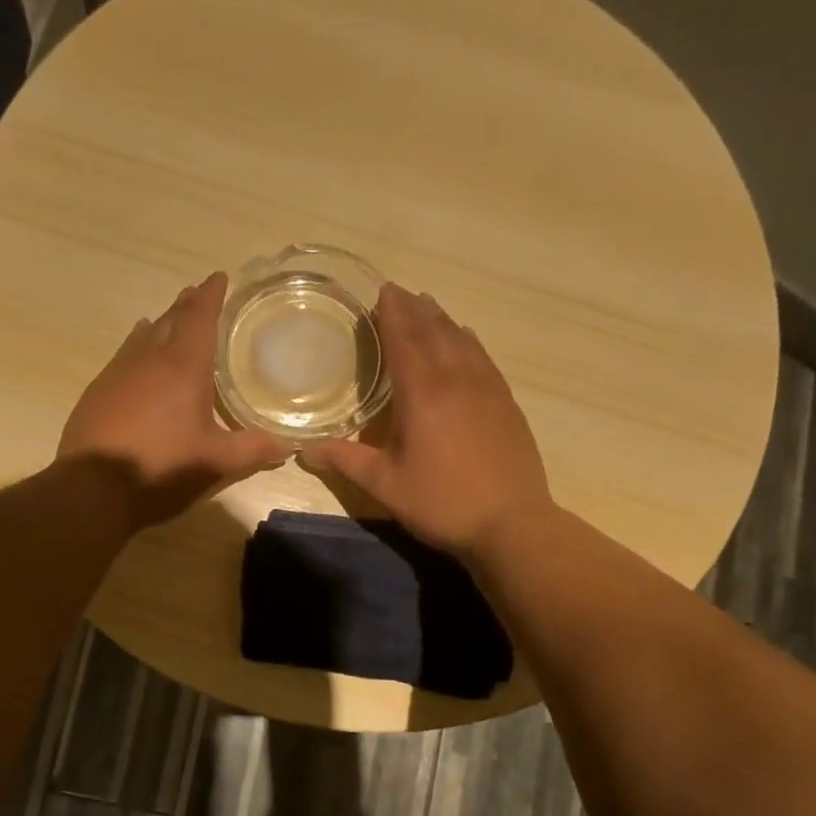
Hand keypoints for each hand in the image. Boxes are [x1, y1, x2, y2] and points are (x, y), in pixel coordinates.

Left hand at [59, 272, 291, 528]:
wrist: (93, 488)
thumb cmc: (161, 467)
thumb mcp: (215, 462)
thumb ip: (252, 449)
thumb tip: (288, 446)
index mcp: (183, 368)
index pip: (200, 318)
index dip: (212, 296)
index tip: (219, 277)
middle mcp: (149, 359)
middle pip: (171, 320)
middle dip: (188, 305)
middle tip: (199, 293)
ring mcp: (118, 373)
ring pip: (144, 336)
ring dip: (161, 323)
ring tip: (170, 317)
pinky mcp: (98, 391)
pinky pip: (124, 355)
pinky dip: (137, 345)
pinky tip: (136, 352)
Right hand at [302, 283, 552, 558]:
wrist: (511, 524)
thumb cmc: (441, 502)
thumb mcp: (385, 485)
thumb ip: (345, 460)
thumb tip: (304, 450)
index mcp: (423, 393)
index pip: (406, 339)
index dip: (392, 313)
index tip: (382, 291)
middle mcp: (457, 379)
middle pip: (435, 331)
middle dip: (415, 309)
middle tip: (399, 293)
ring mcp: (488, 388)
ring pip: (462, 340)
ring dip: (442, 320)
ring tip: (427, 307)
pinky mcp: (506, 402)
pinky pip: (483, 357)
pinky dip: (467, 340)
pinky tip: (464, 341)